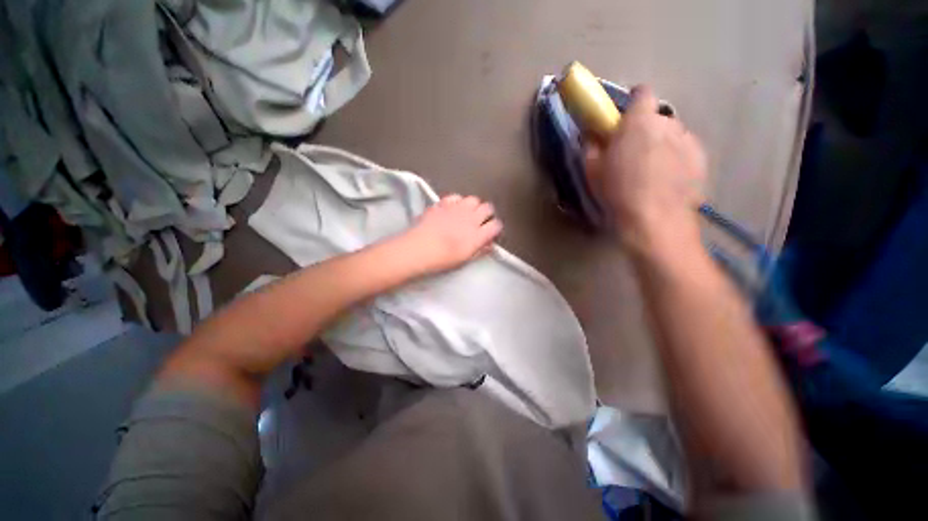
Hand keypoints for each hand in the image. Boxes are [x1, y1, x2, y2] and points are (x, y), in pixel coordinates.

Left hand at [397, 194, 502, 274]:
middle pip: (488, 208)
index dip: (495, 228)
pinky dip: (457, 201)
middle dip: (487, 214)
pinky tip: (452, 208)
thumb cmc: (442, 259)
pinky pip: (457, 197)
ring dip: (474, 206)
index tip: (491, 232)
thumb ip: (479, 250)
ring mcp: (457, 208)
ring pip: (474, 199)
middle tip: (480, 221)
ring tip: (467, 213)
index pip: (496, 225)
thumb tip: (489, 244)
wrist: (419, 248)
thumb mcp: (465, 259)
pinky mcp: (444, 203)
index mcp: (478, 235)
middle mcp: (471, 218)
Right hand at [585, 86, 706, 256]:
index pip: (642, 93)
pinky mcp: (701, 159)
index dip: (633, 102)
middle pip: (656, 118)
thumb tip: (592, 135)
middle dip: (645, 130)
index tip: (624, 119)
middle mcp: (668, 123)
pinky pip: (684, 150)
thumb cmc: (618, 193)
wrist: (655, 220)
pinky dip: (675, 159)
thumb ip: (592, 146)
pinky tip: (665, 180)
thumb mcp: (593, 171)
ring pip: (672, 134)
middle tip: (632, 153)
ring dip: (661, 144)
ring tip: (650, 171)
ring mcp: (688, 140)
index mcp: (640, 122)